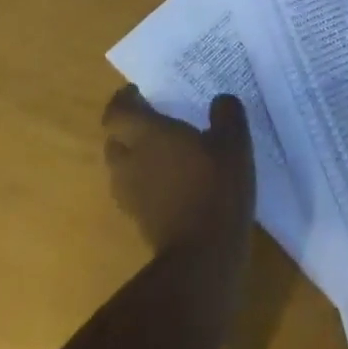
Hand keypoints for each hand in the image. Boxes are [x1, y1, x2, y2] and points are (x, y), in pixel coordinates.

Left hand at [102, 86, 255, 254]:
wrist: (202, 255)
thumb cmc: (215, 187)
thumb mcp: (233, 142)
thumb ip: (227, 114)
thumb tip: (221, 100)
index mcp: (147, 135)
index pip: (116, 111)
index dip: (123, 100)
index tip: (138, 92)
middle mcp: (130, 162)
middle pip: (114, 140)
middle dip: (128, 129)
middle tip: (153, 121)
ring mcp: (131, 195)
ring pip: (122, 168)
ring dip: (135, 157)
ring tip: (164, 152)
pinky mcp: (139, 221)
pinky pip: (134, 191)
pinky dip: (146, 182)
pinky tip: (173, 183)